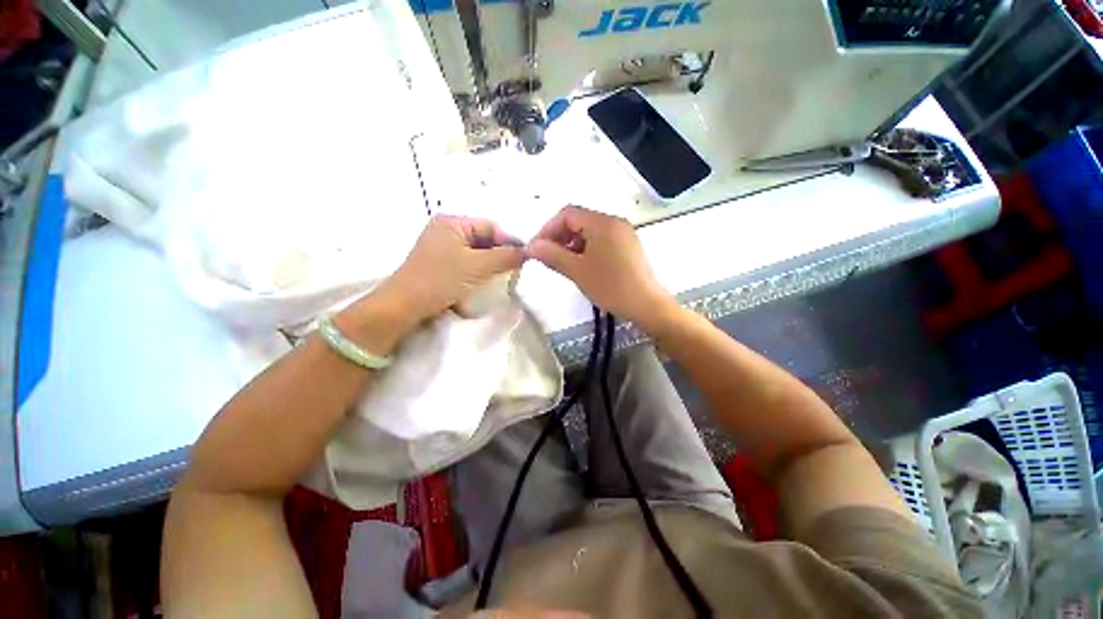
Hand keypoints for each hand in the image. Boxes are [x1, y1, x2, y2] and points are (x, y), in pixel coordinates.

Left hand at [383, 215, 524, 321]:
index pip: (491, 226)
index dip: (509, 241)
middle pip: (484, 239)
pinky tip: (484, 282)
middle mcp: (446, 230)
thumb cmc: (440, 280)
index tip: (526, 258)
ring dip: (490, 265)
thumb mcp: (478, 266)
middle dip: (500, 254)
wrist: (404, 307)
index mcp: (452, 222)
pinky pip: (467, 263)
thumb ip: (506, 256)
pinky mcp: (441, 265)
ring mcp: (442, 248)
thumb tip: (528, 251)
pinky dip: (478, 272)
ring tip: (501, 278)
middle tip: (515, 270)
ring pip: (477, 253)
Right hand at [527, 205, 674, 328]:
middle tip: (547, 257)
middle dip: (559, 236)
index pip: (567, 213)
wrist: (648, 306)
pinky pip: (601, 240)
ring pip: (590, 231)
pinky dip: (586, 249)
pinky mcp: (628, 246)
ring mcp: (624, 234)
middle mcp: (614, 222)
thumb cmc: (611, 287)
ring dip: (572, 244)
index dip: (548, 228)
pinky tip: (582, 266)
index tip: (536, 248)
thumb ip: (552, 255)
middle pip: (579, 220)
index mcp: (602, 222)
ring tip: (563, 263)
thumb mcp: (577, 271)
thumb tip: (531, 246)